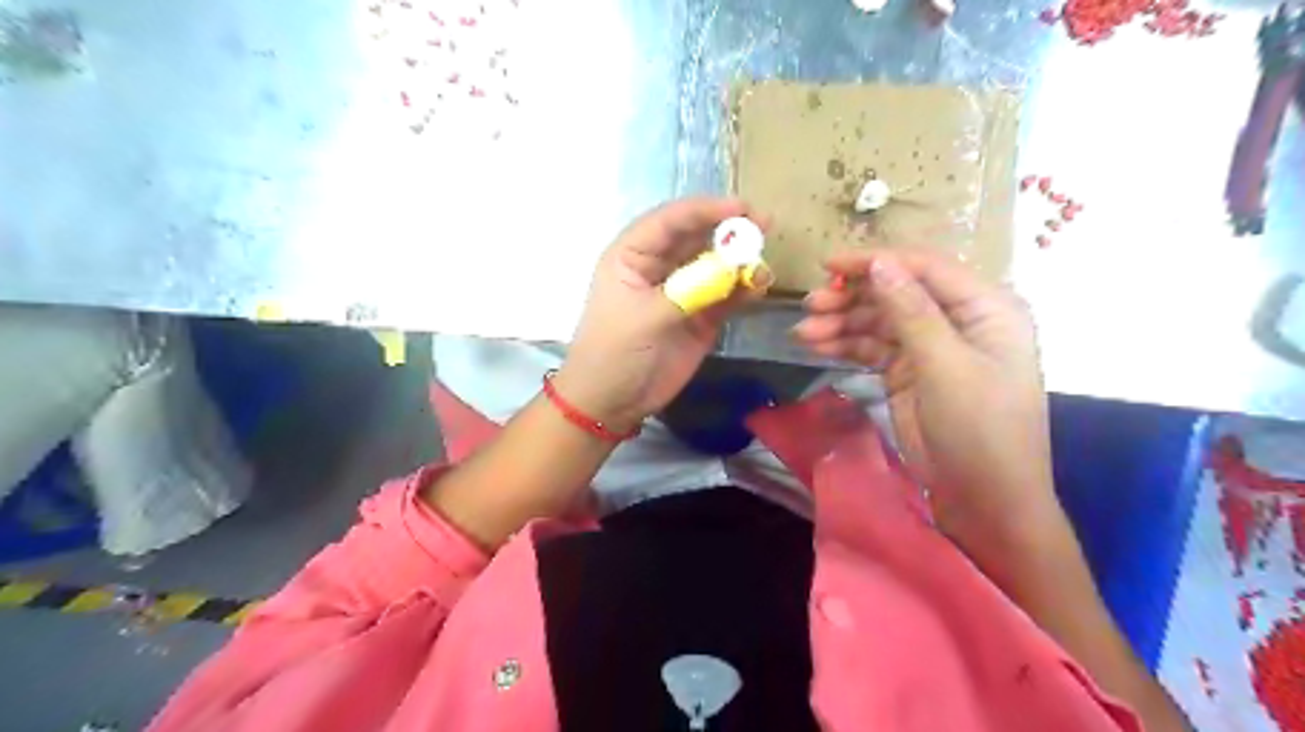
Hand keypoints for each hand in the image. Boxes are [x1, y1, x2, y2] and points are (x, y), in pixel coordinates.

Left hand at [559, 197, 767, 430]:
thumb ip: (690, 291)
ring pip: (716, 265)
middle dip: (729, 231)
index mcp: (633, 255)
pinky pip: (726, 296)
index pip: (670, 221)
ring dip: (740, 262)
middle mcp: (659, 267)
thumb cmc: (614, 352)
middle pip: (697, 238)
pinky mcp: (700, 317)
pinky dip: (743, 290)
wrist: (612, 402)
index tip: (741, 208)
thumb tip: (735, 269)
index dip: (704, 210)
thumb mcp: (644, 317)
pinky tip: (758, 288)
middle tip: (764, 226)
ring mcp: (682, 292)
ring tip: (762, 265)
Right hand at [796, 248, 1056, 557]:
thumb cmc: (979, 428)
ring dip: (842, 323)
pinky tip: (817, 346)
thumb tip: (880, 264)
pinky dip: (846, 345)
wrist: (984, 498)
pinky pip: (874, 348)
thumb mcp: (945, 366)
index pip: (924, 268)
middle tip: (810, 306)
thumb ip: (912, 311)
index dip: (875, 262)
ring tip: (803, 333)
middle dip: (852, 298)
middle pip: (897, 293)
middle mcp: (959, 320)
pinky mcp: (910, 373)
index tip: (828, 266)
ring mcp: (932, 347)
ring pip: (880, 321)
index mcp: (985, 307)